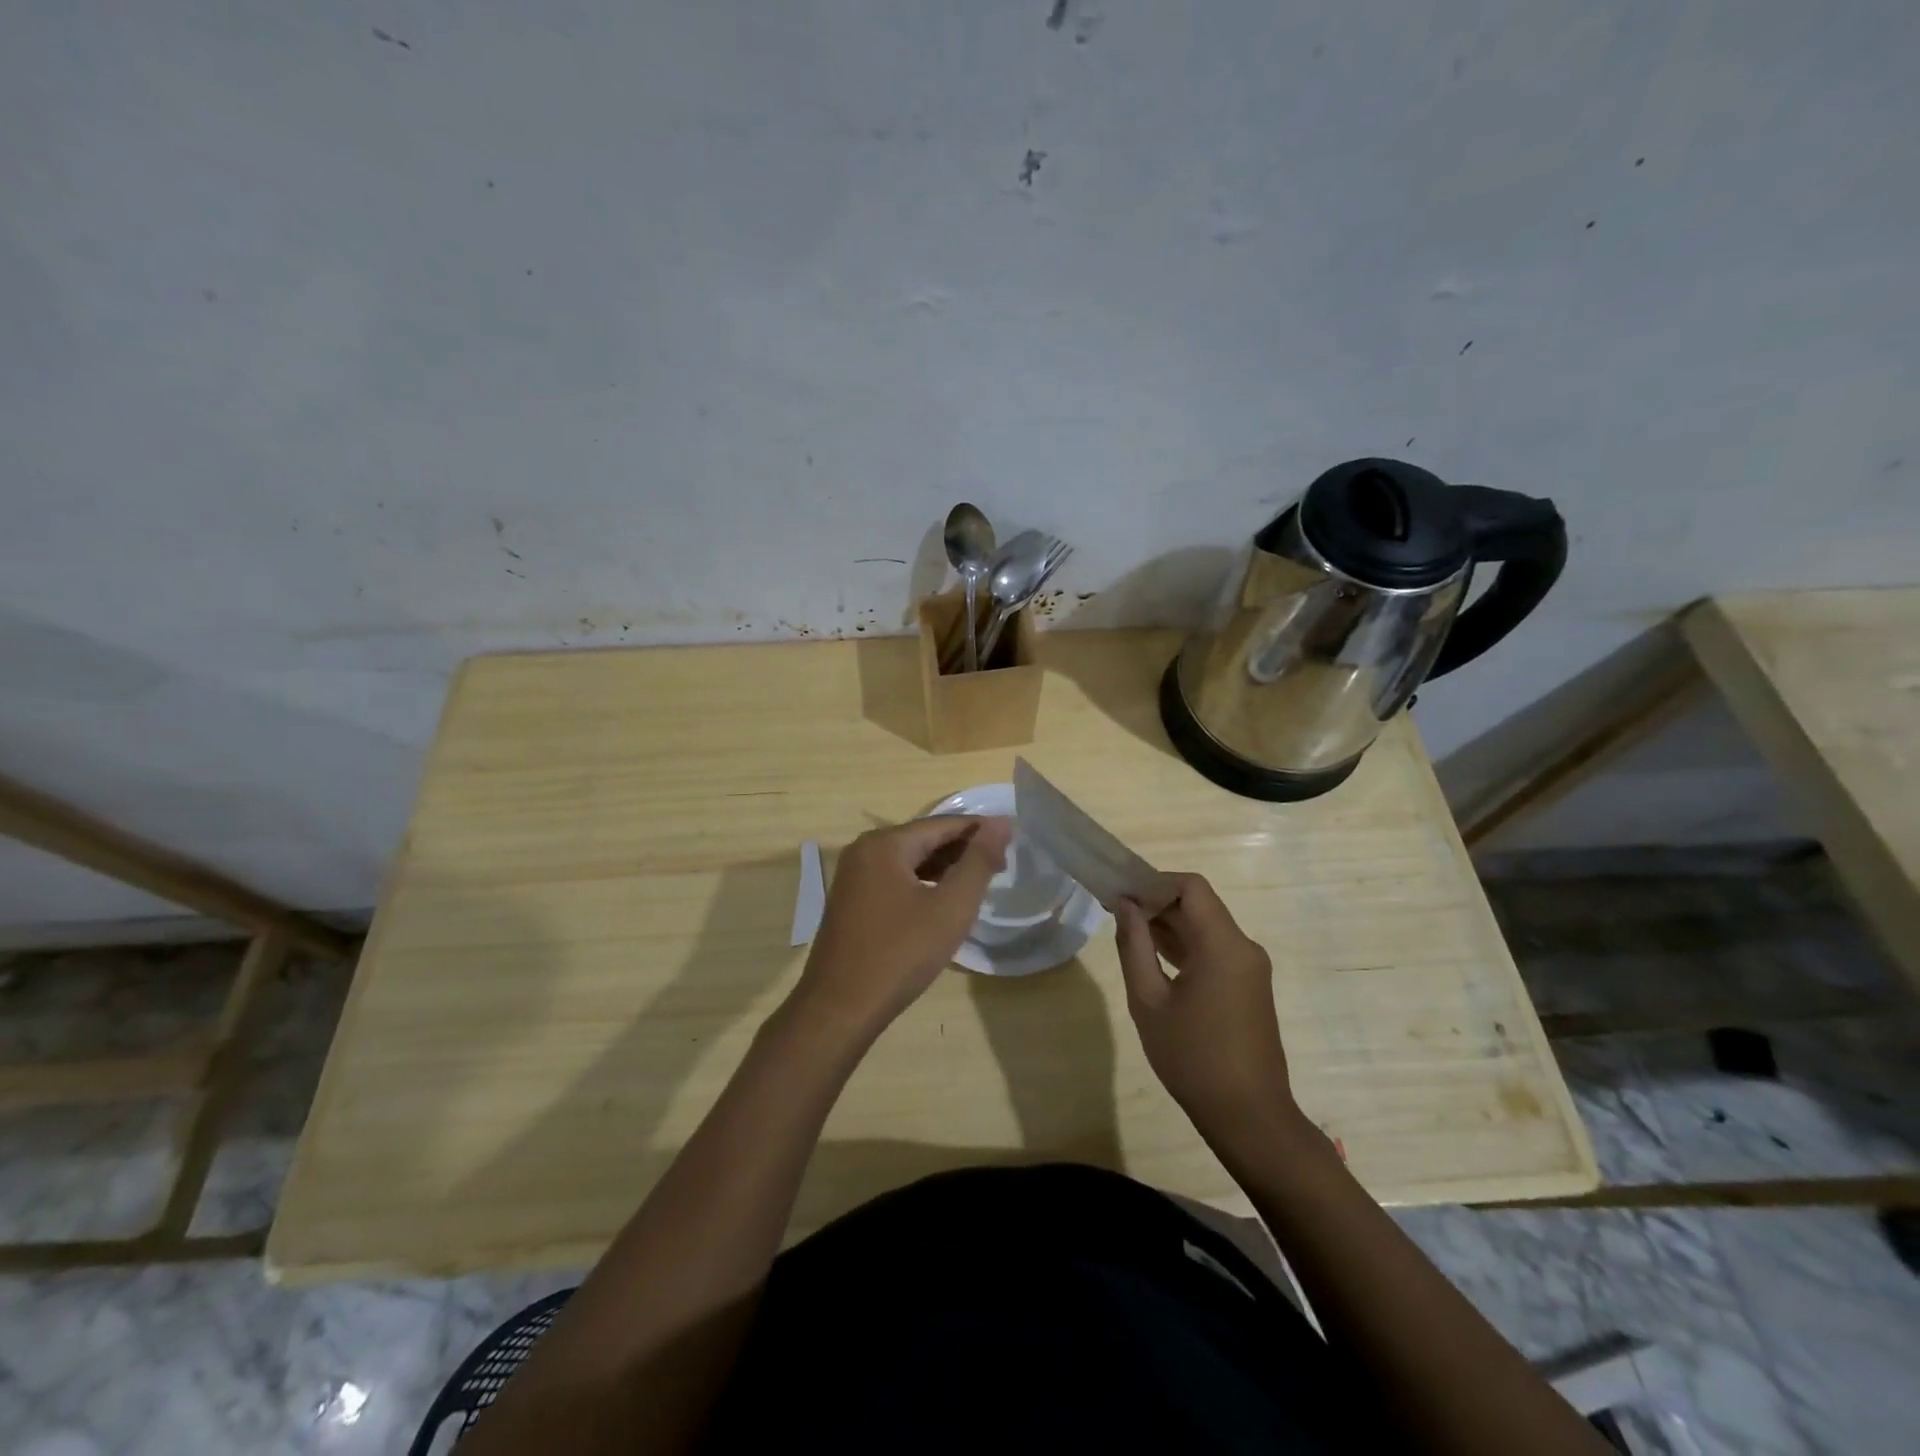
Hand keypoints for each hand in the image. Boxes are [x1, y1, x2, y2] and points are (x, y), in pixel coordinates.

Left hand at [793, 816, 1010, 1036]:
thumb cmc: (901, 954)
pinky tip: (941, 901)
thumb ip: (978, 862)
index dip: (979, 829)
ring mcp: (853, 877)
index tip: (1012, 839)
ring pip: (908, 861)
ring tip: (978, 883)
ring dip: (943, 868)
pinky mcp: (850, 902)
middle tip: (1001, 866)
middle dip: (962, 849)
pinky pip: (894, 880)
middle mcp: (863, 851)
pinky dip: (922, 884)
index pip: (942, 824)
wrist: (840, 1009)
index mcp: (884, 844)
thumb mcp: (950, 907)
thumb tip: (1000, 823)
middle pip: (923, 839)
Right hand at [1114, 873, 1297, 1146]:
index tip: (1121, 896)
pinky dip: (1185, 945)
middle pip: (1199, 904)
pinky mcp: (1249, 985)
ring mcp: (1250, 967)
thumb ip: (1134, 946)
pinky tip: (1153, 957)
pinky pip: (1214, 949)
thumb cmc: (1193, 1059)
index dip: (1154, 882)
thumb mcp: (1148, 1001)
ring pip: (1206, 926)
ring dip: (1169, 924)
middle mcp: (1243, 947)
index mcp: (1223, 945)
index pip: (1191, 886)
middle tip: (1115, 912)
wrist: (1249, 1117)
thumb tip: (1125, 905)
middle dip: (1157, 902)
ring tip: (1127, 933)